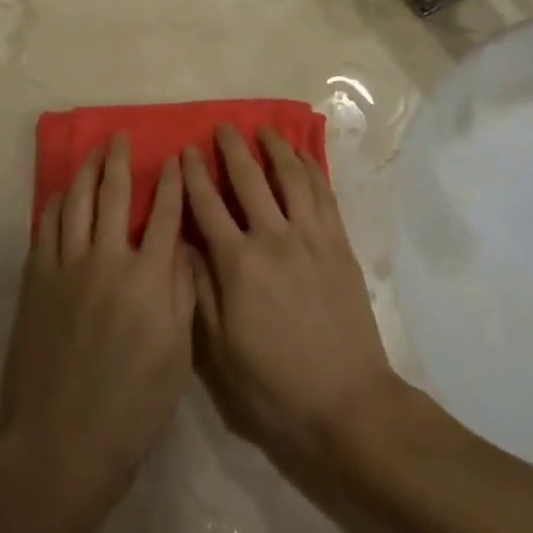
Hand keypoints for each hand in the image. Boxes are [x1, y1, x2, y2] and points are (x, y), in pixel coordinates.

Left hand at [0, 134, 194, 529]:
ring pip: (76, 202)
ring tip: (92, 152)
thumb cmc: (131, 409)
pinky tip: (60, 193)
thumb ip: (181, 293)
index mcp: (148, 279)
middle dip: (120, 161)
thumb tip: (182, 245)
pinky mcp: (37, 280)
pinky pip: (46, 228)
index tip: (174, 157)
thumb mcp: (177, 357)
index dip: (171, 182)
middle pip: (114, 195)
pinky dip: (55, 203)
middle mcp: (107, 260)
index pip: (164, 215)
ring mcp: (67, 267)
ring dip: (85, 172)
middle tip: (120, 136)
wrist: (61, 445)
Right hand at [183, 124, 397, 472]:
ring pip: (291, 176)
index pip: (208, 205)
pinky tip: (304, 157)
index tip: (184, 151)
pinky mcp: (339, 244)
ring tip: (265, 131)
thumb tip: (184, 243)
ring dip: (276, 148)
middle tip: (223, 127)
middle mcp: (273, 238)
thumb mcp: (221, 350)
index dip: (193, 174)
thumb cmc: (275, 385)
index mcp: (238, 264)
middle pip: (248, 179)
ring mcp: (311, 237)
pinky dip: (312, 168)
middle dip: (232, 149)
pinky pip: (324, 194)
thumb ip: (200, 290)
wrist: (349, 404)